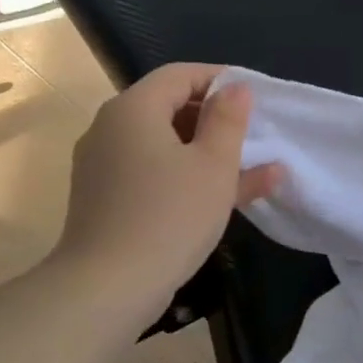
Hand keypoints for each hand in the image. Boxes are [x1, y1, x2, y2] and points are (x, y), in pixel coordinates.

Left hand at [48, 64, 281, 306]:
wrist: (108, 288)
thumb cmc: (170, 215)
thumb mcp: (214, 165)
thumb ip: (228, 120)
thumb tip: (235, 88)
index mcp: (134, 109)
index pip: (180, 75)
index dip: (220, 79)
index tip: (255, 97)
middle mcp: (111, 129)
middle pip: (170, 108)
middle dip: (217, 120)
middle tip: (255, 135)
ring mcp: (105, 166)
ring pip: (165, 146)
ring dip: (209, 153)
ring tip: (258, 169)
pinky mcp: (106, 199)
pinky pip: (154, 173)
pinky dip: (188, 177)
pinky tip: (231, 196)